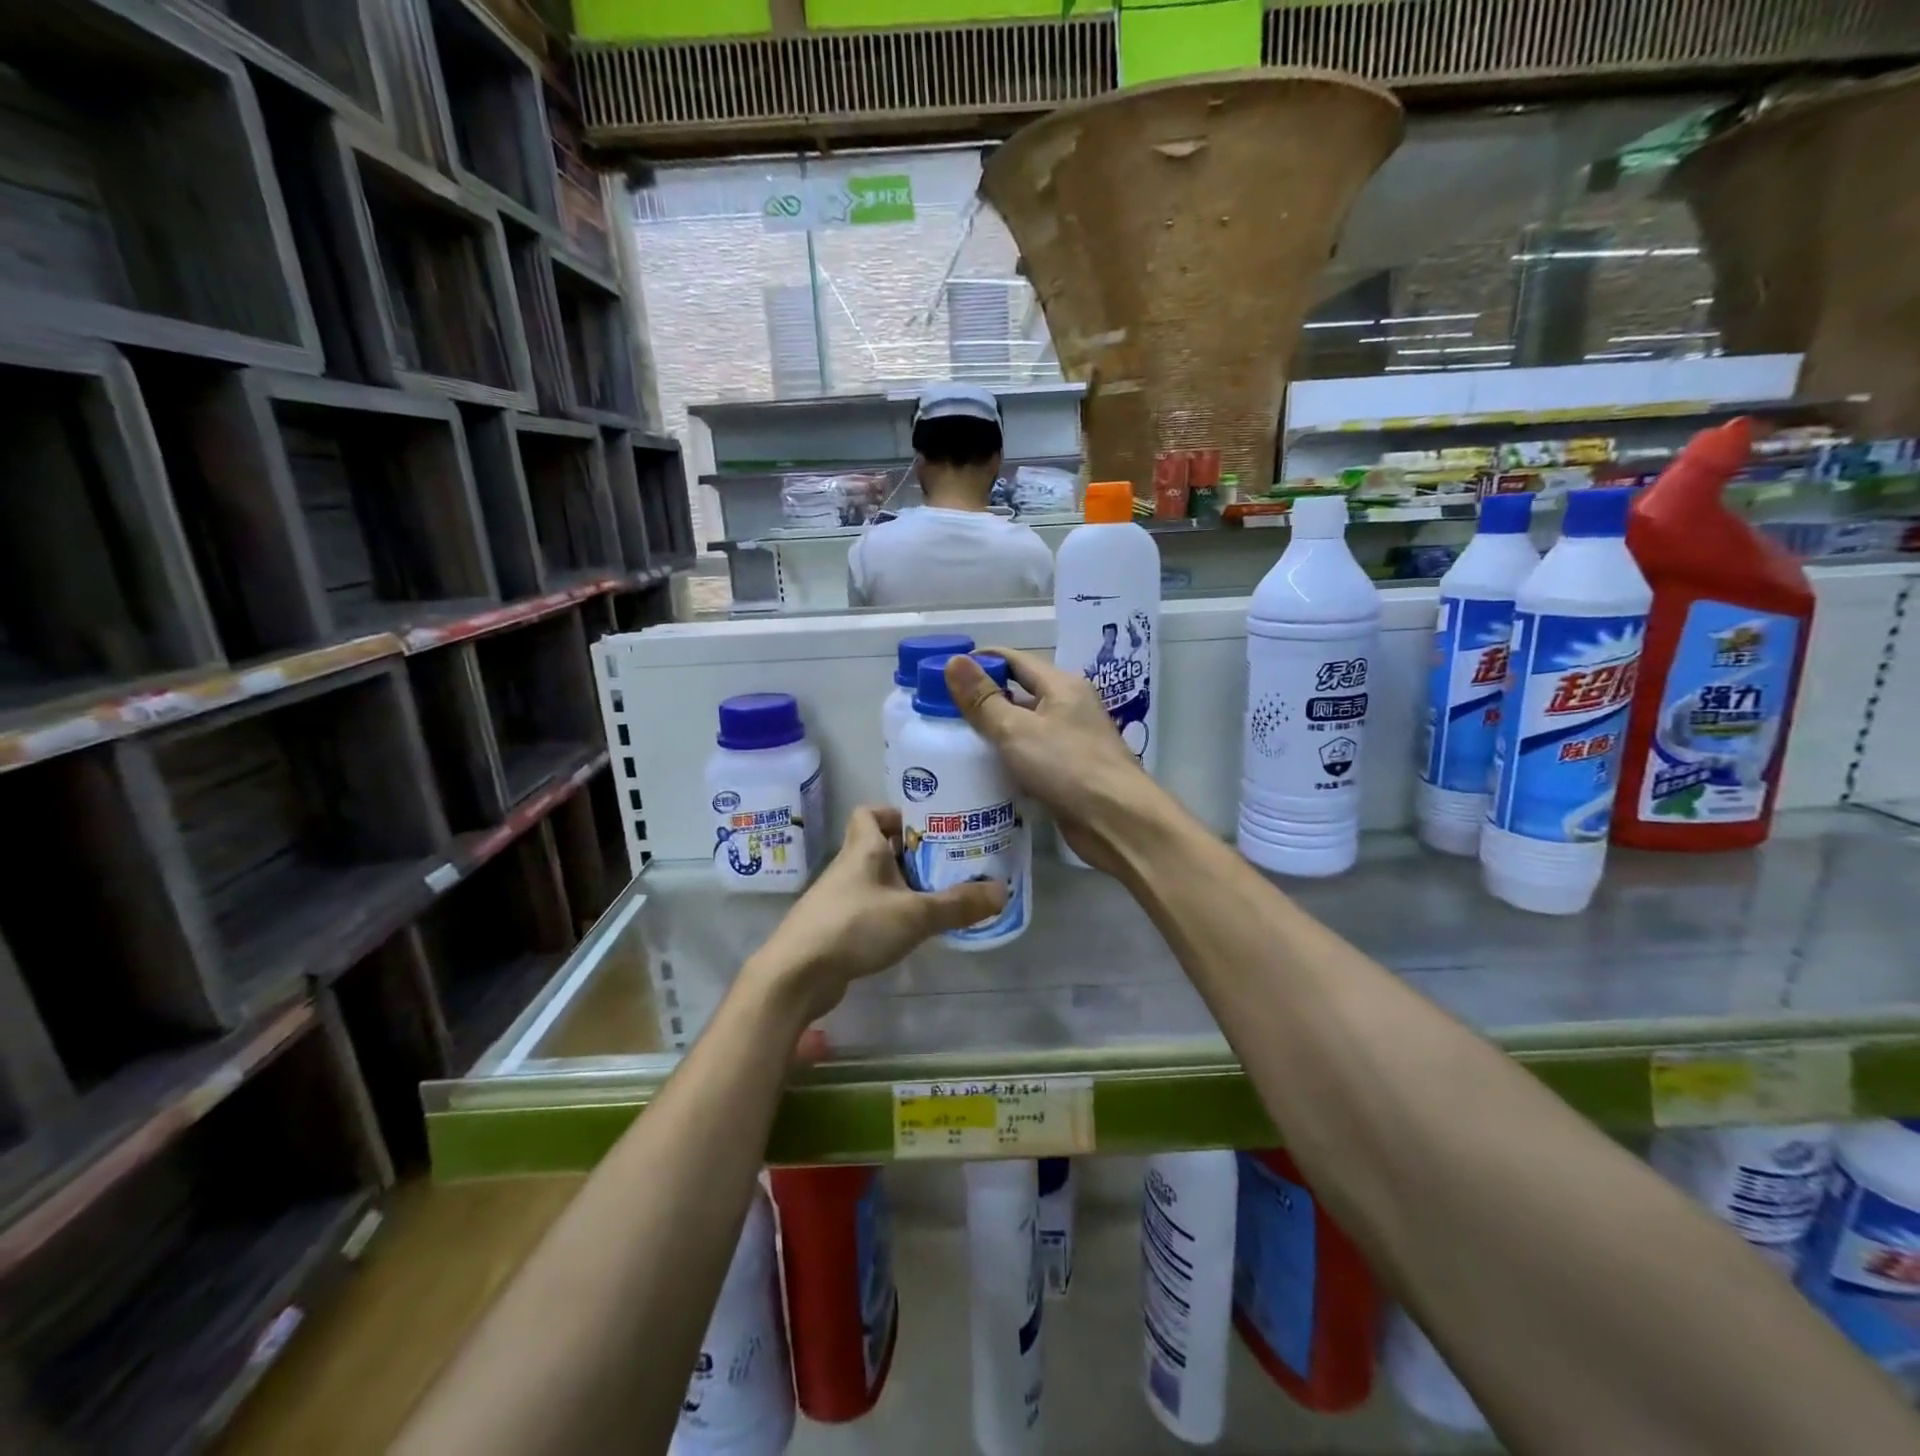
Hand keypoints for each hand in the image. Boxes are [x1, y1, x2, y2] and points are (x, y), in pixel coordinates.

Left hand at [747, 806, 1005, 1023]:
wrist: (796, 975)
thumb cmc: (854, 927)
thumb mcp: (915, 914)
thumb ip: (958, 904)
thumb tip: (1002, 892)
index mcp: (863, 848)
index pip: (870, 813)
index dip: (896, 814)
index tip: (926, 827)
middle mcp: (848, 867)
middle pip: (879, 847)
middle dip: (912, 853)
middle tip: (948, 863)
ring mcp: (838, 898)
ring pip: (875, 880)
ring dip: (903, 885)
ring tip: (939, 897)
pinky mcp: (835, 927)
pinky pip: (868, 908)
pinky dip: (889, 912)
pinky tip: (911, 930)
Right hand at [945, 648, 1163, 874]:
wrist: (1117, 821)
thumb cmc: (1067, 767)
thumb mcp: (1017, 729)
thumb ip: (983, 699)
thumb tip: (952, 661)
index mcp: (1062, 686)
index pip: (1015, 660)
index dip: (981, 660)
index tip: (945, 671)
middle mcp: (1070, 707)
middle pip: (1020, 693)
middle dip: (984, 698)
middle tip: (942, 709)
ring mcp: (1072, 741)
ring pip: (1025, 727)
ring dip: (995, 731)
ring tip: (954, 740)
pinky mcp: (1069, 773)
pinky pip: (1032, 756)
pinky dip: (1009, 759)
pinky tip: (983, 772)